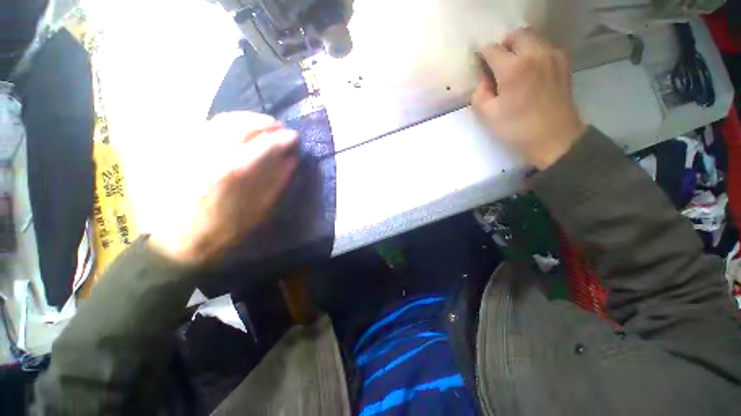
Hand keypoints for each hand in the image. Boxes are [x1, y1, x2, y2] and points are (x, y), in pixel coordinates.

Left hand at [150, 112, 298, 265]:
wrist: (181, 239)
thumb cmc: (225, 228)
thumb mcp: (259, 209)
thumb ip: (277, 181)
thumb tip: (291, 160)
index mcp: (234, 171)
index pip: (266, 145)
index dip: (284, 139)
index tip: (296, 137)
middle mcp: (212, 153)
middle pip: (244, 125)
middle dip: (267, 123)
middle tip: (281, 128)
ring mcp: (194, 148)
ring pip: (224, 120)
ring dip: (248, 118)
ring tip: (264, 123)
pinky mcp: (183, 150)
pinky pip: (208, 125)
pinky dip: (229, 121)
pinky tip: (239, 126)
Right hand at [472, 29, 586, 169]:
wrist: (553, 137)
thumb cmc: (516, 128)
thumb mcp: (487, 116)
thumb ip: (479, 93)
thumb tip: (485, 80)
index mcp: (513, 68)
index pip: (492, 50)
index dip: (483, 57)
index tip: (481, 69)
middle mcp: (535, 53)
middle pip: (516, 35)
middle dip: (504, 46)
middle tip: (499, 66)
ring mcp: (552, 55)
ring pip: (532, 37)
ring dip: (520, 48)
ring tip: (515, 69)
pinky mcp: (563, 62)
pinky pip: (545, 47)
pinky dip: (534, 53)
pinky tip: (531, 72)